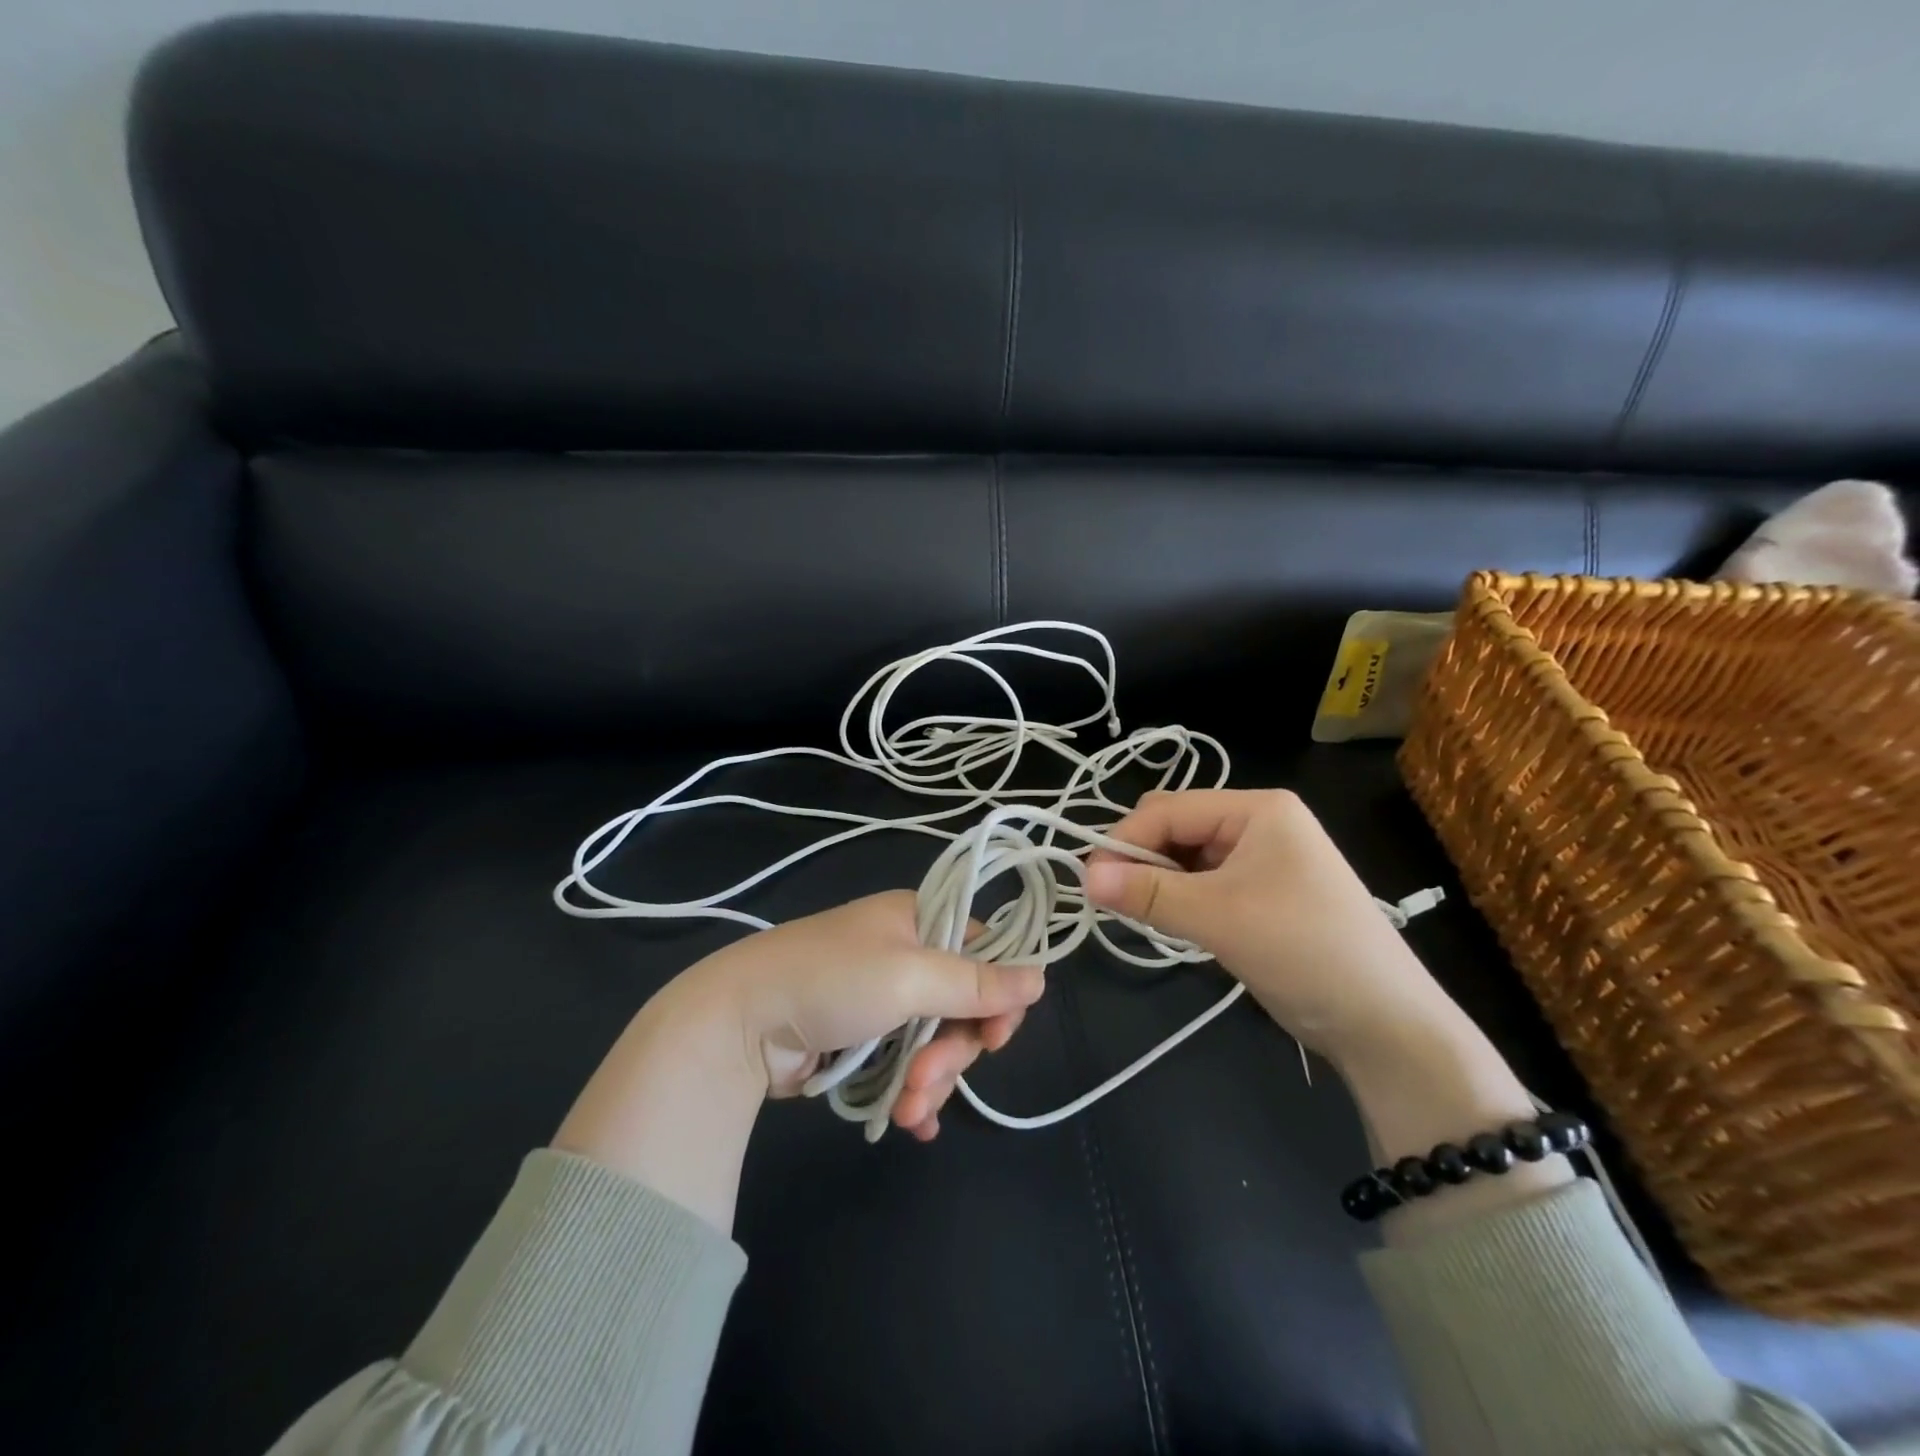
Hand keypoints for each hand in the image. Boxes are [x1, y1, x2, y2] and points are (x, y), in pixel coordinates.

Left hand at [554, 892, 1044, 1229]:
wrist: (739, 1021)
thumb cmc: (831, 981)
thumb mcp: (910, 977)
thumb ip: (977, 983)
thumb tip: (1042, 978)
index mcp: (919, 920)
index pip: (984, 952)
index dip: (998, 996)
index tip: (995, 1038)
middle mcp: (905, 953)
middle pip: (960, 1005)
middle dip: (952, 1051)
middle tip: (928, 1079)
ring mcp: (882, 996)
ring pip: (934, 1040)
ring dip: (929, 1079)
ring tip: (906, 1109)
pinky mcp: (861, 1035)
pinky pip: (905, 1060)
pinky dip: (913, 1089)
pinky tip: (911, 1121)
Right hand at [1083, 790, 1570, 1237]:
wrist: (1384, 1022)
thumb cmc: (1303, 948)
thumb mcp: (1218, 916)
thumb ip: (1148, 892)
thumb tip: (1083, 877)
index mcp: (1257, 808)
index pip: (1169, 809)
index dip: (1125, 840)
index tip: (1089, 881)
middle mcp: (1259, 824)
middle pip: (1177, 828)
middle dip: (1141, 859)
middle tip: (1111, 900)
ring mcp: (1262, 860)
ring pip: (1186, 858)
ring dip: (1158, 882)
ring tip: (1138, 914)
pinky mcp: (1261, 895)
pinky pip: (1203, 883)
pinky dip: (1179, 899)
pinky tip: (1167, 921)